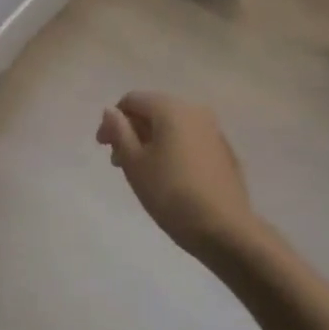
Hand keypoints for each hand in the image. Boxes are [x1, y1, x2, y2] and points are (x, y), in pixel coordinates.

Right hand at [96, 91, 258, 264]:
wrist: (225, 229)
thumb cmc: (171, 194)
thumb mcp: (135, 164)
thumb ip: (119, 132)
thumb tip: (110, 111)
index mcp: (170, 107)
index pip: (132, 100)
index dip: (113, 121)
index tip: (103, 148)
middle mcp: (194, 109)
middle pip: (153, 110)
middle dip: (132, 131)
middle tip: (119, 162)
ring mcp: (213, 129)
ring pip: (172, 126)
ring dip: (152, 141)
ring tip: (142, 171)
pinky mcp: (223, 150)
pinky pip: (189, 140)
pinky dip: (173, 149)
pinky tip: (169, 177)